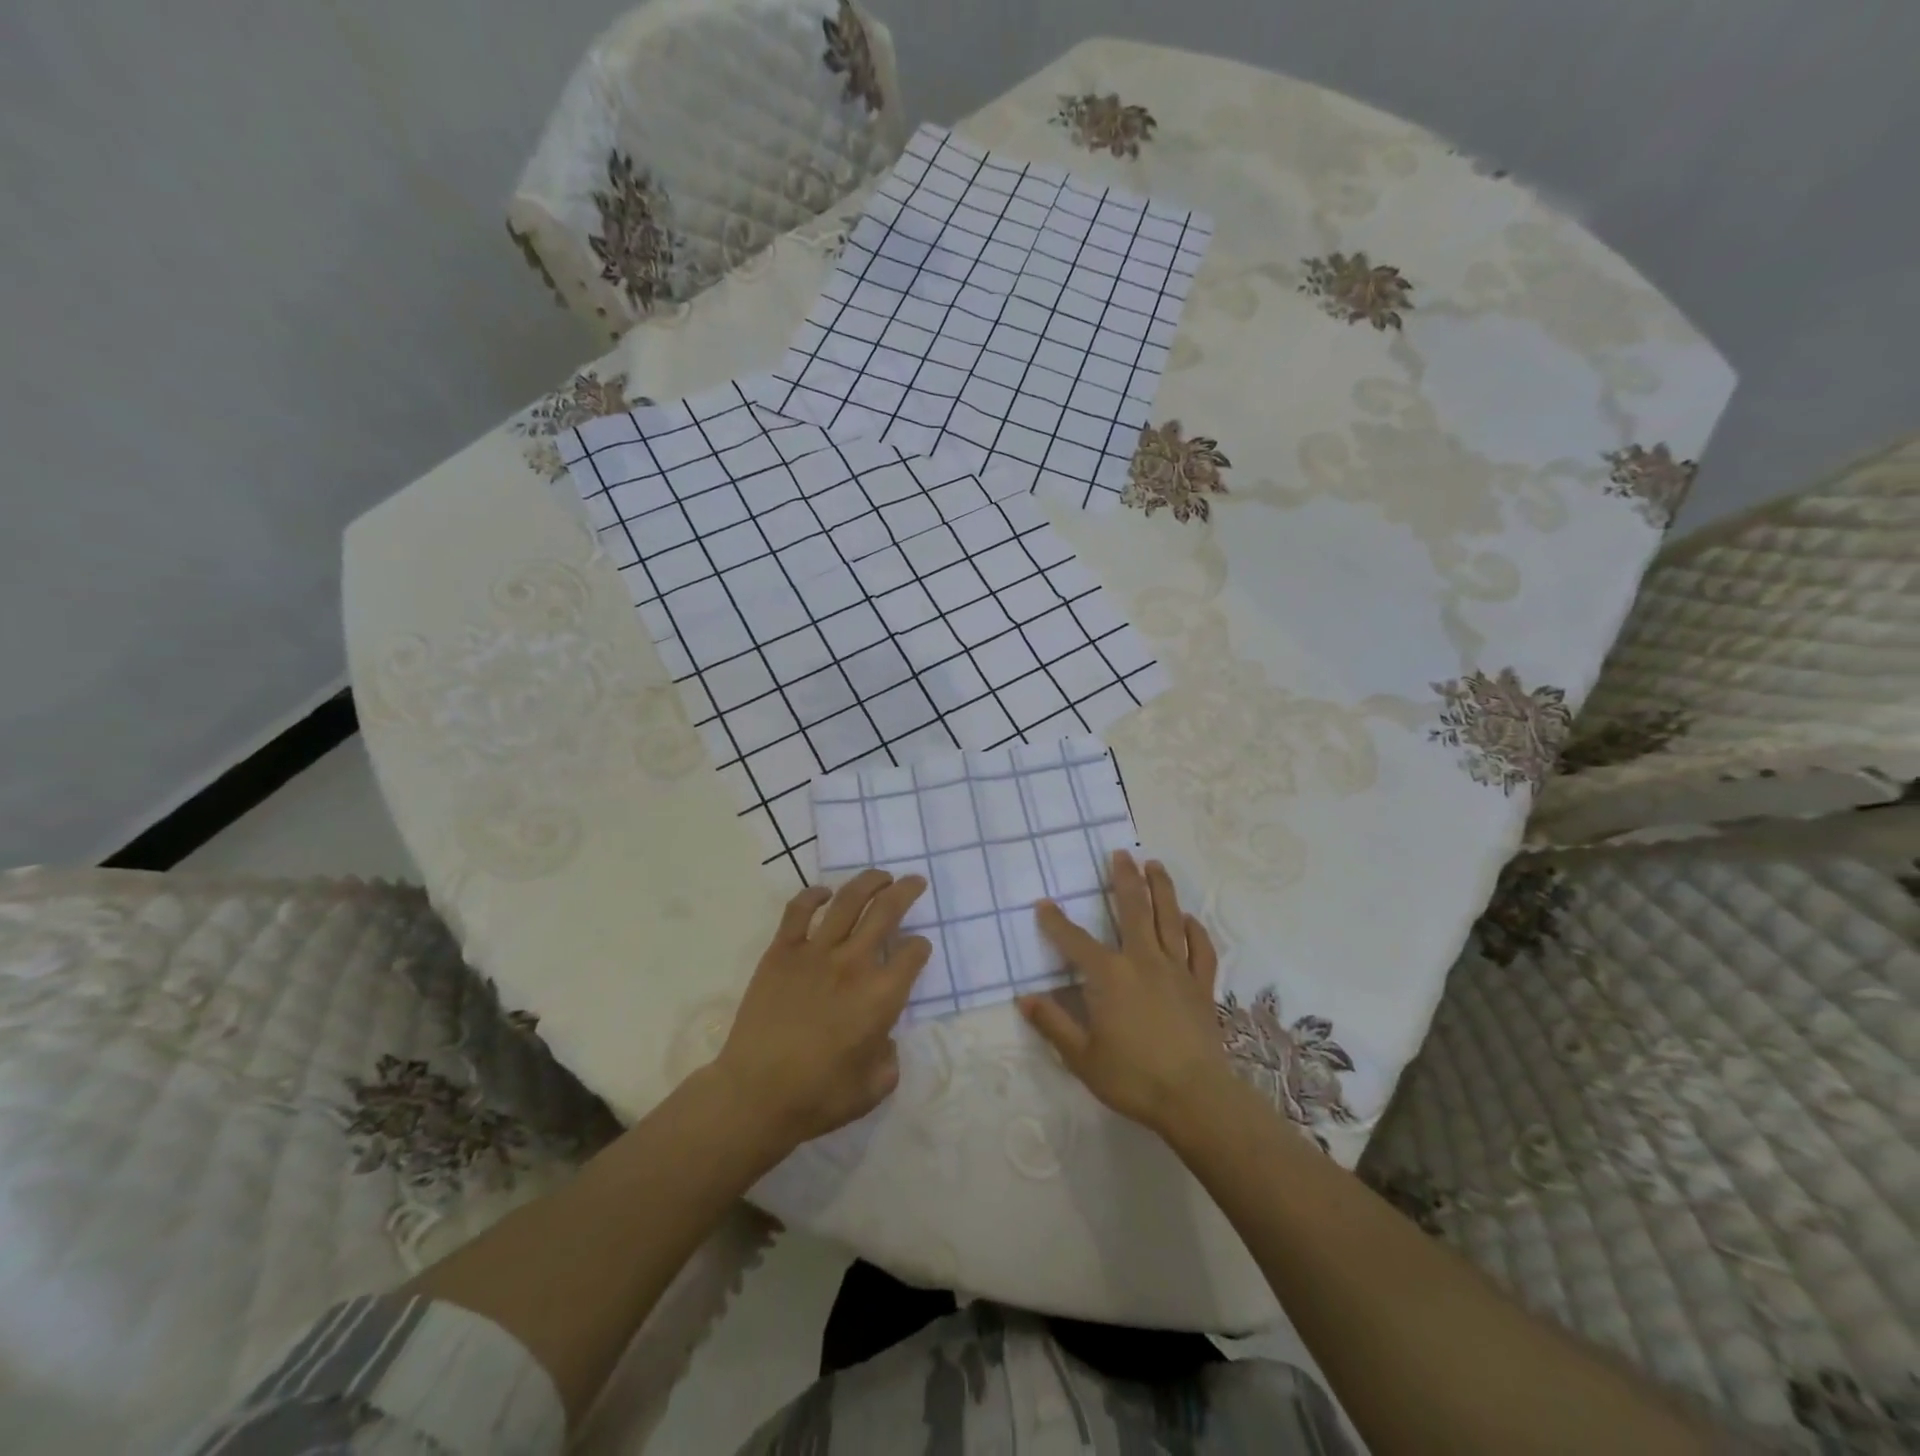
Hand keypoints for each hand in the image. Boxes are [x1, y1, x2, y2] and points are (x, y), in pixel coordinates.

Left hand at [713, 869, 930, 1149]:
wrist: (755, 1094)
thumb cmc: (818, 1097)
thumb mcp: (874, 1088)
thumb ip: (889, 1058)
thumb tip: (885, 1039)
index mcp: (882, 996)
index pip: (913, 954)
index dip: (920, 947)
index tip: (918, 948)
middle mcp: (854, 963)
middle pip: (887, 912)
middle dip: (906, 892)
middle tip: (914, 881)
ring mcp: (815, 952)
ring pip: (848, 901)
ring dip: (869, 882)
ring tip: (880, 876)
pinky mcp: (781, 952)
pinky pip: (799, 911)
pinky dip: (814, 895)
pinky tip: (824, 892)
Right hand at [1018, 850, 1228, 1135]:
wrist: (1194, 1098)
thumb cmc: (1132, 1077)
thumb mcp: (1081, 1057)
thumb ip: (1053, 1024)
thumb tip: (1025, 998)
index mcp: (1109, 975)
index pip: (1075, 941)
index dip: (1056, 922)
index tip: (1044, 904)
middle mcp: (1143, 960)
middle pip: (1133, 909)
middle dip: (1124, 879)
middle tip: (1120, 854)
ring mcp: (1176, 970)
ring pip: (1169, 918)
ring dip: (1161, 888)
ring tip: (1155, 865)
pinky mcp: (1201, 985)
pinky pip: (1201, 949)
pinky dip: (1195, 930)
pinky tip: (1188, 918)